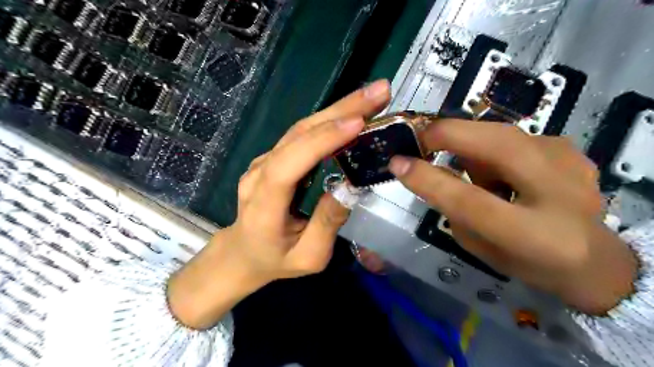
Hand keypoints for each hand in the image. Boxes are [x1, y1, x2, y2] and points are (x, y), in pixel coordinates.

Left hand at [168, 79, 389, 327]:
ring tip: (372, 96)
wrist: (243, 253)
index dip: (321, 141)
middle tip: (379, 91)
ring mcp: (264, 162)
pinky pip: (302, 136)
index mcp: (264, 204)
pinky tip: (352, 113)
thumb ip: (327, 223)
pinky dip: (329, 121)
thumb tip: (351, 187)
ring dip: (338, 109)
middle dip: (340, 110)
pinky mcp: (274, 158)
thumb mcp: (309, 257)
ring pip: (301, 129)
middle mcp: (260, 173)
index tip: (357, 123)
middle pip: (298, 135)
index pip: (288, 164)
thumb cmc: (275, 260)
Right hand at [390, 118, 636, 312]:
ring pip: (500, 133)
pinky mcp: (568, 147)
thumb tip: (428, 170)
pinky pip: (512, 136)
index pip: (469, 201)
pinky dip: (491, 148)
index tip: (396, 163)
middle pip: (495, 145)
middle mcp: (559, 193)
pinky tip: (501, 170)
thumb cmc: (526, 261)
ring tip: (470, 170)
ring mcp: (570, 162)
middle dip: (447, 134)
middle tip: (419, 141)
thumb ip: (453, 210)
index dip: (428, 178)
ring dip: (470, 144)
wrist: (593, 258)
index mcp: (533, 236)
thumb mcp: (479, 247)